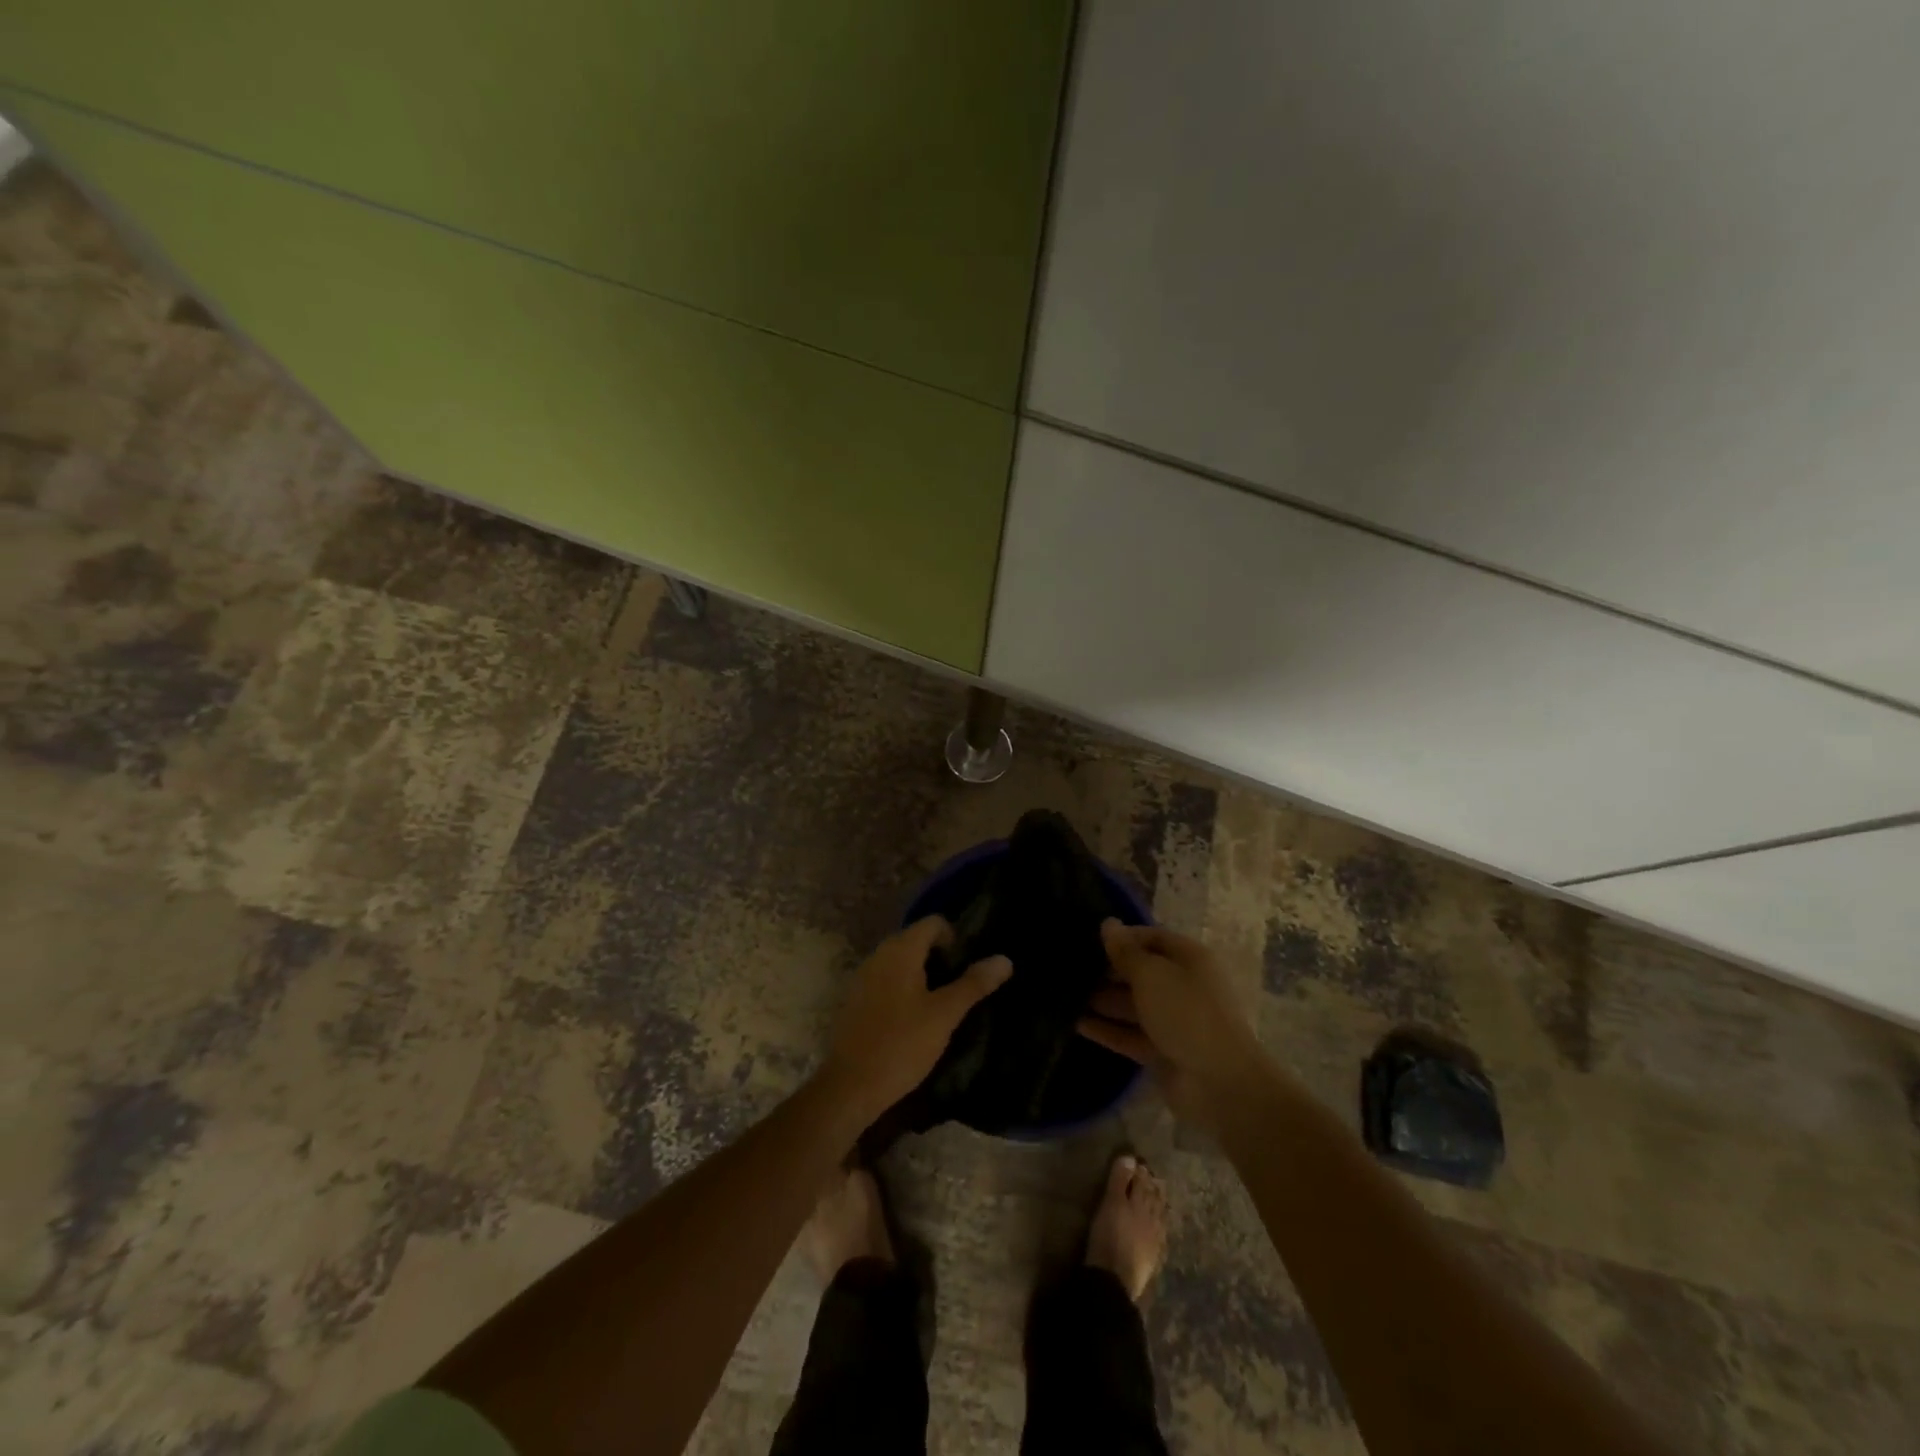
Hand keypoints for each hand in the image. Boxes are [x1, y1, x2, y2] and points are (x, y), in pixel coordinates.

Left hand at [821, 916, 1011, 1123]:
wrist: (849, 1086)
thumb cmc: (902, 1044)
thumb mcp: (945, 1015)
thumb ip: (973, 984)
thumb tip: (1004, 959)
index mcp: (900, 950)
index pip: (933, 923)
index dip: (954, 938)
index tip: (966, 967)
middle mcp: (878, 955)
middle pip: (915, 940)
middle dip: (940, 958)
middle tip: (958, 988)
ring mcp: (862, 977)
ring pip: (900, 962)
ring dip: (922, 975)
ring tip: (940, 1005)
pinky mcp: (854, 1000)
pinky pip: (885, 981)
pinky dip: (902, 989)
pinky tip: (912, 1020)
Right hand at [1078, 919, 1268, 1130]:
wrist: (1220, 1083)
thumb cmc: (1187, 1013)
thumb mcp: (1152, 974)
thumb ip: (1126, 951)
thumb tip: (1108, 924)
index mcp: (1189, 960)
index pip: (1153, 938)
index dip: (1123, 937)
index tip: (1089, 939)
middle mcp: (1182, 987)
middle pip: (1141, 972)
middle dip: (1109, 970)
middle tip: (1071, 968)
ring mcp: (1173, 1021)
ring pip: (1133, 1005)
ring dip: (1103, 1000)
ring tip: (1065, 995)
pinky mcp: (1162, 1052)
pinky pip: (1130, 1035)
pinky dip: (1107, 1030)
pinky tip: (1077, 1024)